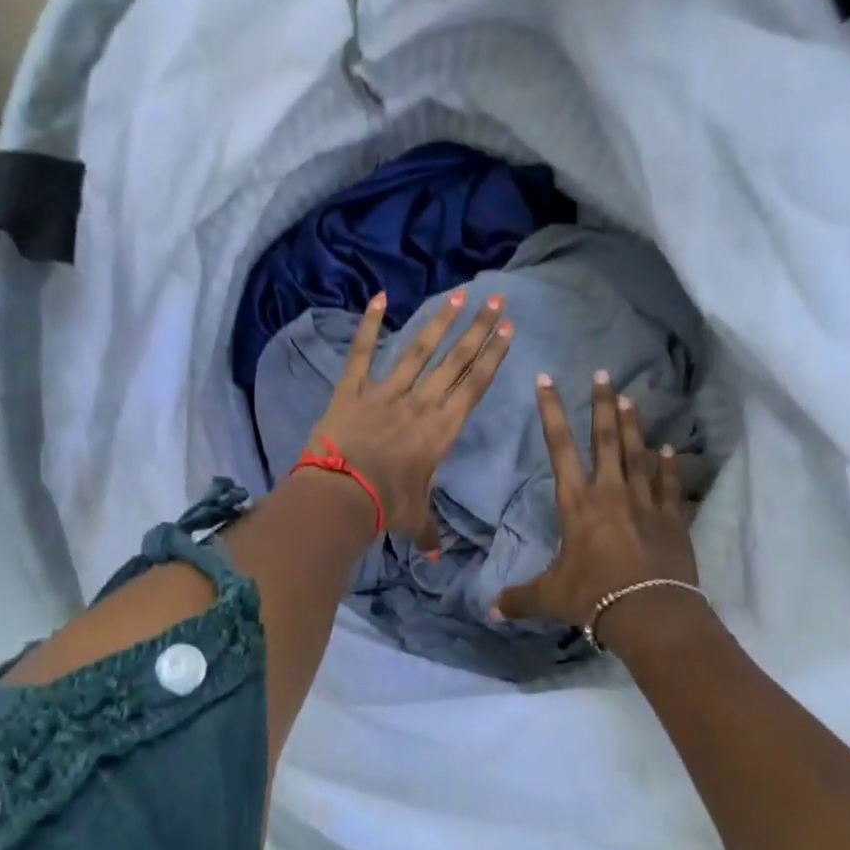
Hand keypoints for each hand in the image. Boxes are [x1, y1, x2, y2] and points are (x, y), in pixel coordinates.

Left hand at [306, 289, 513, 550]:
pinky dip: (369, 325)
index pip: (474, 385)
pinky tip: (379, 297)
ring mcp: (386, 392)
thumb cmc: (386, 507)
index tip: (508, 330)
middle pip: (455, 360)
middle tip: (496, 300)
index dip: (492, 356)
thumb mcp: (414, 519)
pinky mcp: (352, 390)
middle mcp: (420, 403)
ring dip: (440, 321)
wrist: (342, 495)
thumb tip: (436, 555)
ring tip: (459, 294)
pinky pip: (362, 353)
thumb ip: (429, 532)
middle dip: (478, 329)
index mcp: (442, 429)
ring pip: (418, 350)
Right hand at [493, 370, 697, 630]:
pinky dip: (669, 467)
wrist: (648, 613)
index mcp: (577, 503)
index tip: (547, 380)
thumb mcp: (549, 598)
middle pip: (607, 439)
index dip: (551, 412)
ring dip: (634, 427)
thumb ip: (519, 599)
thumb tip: (489, 610)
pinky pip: (670, 486)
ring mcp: (645, 503)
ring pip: (639, 455)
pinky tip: (669, 450)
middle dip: (601, 405)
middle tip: (603, 375)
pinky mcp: (672, 520)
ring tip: (631, 399)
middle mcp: (611, 493)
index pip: (560, 448)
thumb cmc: (592, 597)